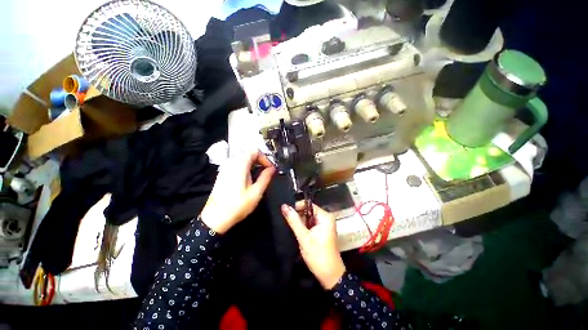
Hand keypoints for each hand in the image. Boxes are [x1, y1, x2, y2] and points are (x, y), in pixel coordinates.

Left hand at [200, 149, 274, 233]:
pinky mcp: (222, 174)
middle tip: (267, 171)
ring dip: (253, 164)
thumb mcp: (256, 192)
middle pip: (248, 154)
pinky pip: (236, 165)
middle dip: (260, 160)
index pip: (254, 151)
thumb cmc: (238, 205)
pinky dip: (246, 167)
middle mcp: (231, 163)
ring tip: (260, 175)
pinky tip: (249, 178)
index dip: (264, 157)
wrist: (215, 218)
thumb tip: (272, 168)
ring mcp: (225, 168)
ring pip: (242, 159)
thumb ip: (265, 177)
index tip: (270, 168)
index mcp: (240, 164)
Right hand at [282, 202, 345, 289]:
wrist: (329, 276)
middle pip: (308, 211)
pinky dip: (304, 228)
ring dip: (300, 223)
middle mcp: (326, 218)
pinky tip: (298, 233)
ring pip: (308, 219)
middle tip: (288, 222)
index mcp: (325, 216)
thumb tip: (284, 206)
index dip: (297, 208)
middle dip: (298, 216)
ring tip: (291, 228)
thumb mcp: (303, 237)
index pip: (308, 205)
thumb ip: (293, 220)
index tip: (287, 214)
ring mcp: (325, 225)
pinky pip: (311, 225)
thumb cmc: (317, 255)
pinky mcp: (322, 232)